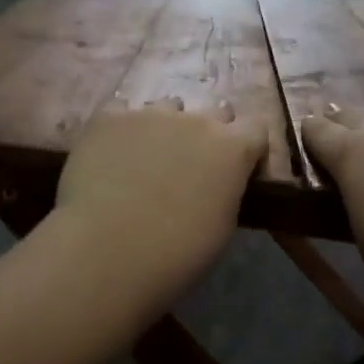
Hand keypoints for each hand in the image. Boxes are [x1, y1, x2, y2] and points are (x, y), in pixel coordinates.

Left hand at [56, 99, 266, 299]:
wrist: (107, 253)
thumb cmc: (176, 255)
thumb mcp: (222, 227)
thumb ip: (226, 191)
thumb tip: (217, 184)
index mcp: (233, 148)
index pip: (256, 128)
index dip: (248, 148)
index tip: (238, 171)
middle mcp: (196, 120)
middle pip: (214, 112)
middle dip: (209, 133)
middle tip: (191, 166)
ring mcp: (150, 114)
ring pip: (167, 108)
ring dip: (165, 128)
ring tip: (145, 160)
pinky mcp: (109, 117)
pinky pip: (122, 113)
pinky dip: (123, 131)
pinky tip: (110, 155)